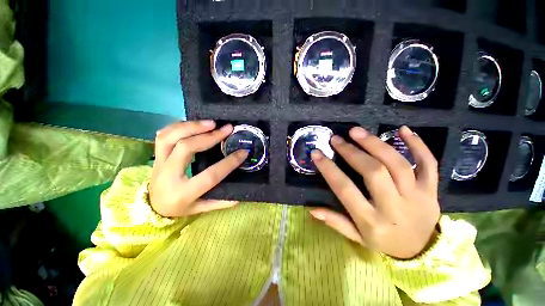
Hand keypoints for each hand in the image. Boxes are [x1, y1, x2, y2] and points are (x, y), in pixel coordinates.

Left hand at [150, 120, 247, 216]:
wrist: (152, 206)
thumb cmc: (179, 208)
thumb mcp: (200, 209)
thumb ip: (220, 202)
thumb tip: (240, 194)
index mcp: (183, 193)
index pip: (210, 175)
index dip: (229, 163)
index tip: (243, 152)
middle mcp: (168, 175)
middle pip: (186, 148)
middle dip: (209, 137)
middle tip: (226, 129)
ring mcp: (159, 163)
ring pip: (170, 137)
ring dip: (192, 126)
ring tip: (211, 123)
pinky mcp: (156, 155)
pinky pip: (163, 134)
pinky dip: (179, 126)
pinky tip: (194, 124)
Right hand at [310, 126, 439, 258]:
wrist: (422, 251)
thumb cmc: (384, 242)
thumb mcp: (357, 237)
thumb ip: (335, 222)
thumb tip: (312, 209)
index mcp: (372, 221)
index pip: (345, 189)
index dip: (328, 169)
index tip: (316, 153)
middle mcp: (394, 207)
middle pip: (373, 172)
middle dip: (352, 152)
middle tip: (336, 139)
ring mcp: (418, 197)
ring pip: (398, 164)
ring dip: (376, 144)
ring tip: (357, 131)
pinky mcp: (433, 190)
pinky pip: (428, 164)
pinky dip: (418, 145)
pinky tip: (404, 129)